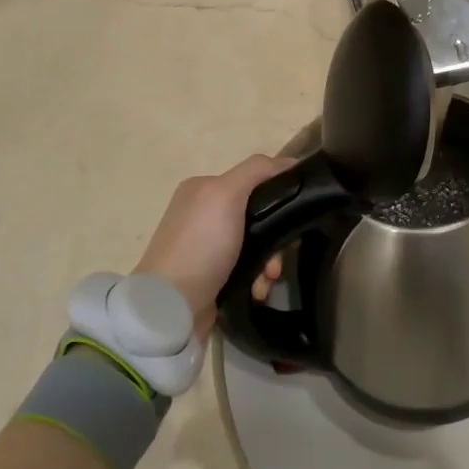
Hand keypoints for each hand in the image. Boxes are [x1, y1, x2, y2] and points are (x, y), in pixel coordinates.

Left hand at [134, 154, 294, 337]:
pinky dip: (255, 277)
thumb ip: (256, 170)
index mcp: (203, 188)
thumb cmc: (201, 245)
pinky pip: (245, 267)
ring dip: (269, 261)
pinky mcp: (209, 275)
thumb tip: (289, 161)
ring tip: (268, 280)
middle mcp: (202, 212)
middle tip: (280, 258)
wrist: (171, 307)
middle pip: (257, 214)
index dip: (279, 195)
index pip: (254, 179)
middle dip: (275, 236)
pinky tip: (257, 289)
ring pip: (255, 244)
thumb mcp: (227, 195)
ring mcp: (204, 245)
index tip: (297, 215)